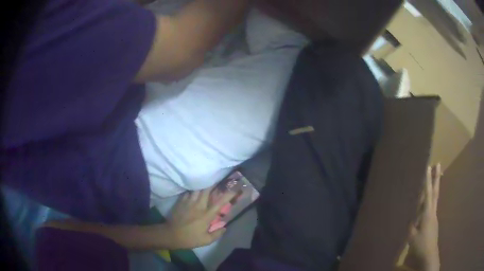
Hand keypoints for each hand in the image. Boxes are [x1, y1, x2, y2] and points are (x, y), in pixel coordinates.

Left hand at [167, 187, 236, 248]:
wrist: (171, 234)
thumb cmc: (190, 238)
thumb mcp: (206, 240)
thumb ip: (217, 234)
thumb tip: (224, 227)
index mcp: (206, 215)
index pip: (219, 203)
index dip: (228, 195)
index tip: (234, 189)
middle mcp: (198, 206)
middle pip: (206, 190)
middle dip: (213, 184)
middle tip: (217, 180)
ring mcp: (188, 202)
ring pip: (197, 189)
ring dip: (202, 186)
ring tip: (205, 182)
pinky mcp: (181, 202)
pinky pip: (188, 192)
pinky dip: (192, 190)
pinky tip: (193, 191)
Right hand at [405, 164, 441, 270]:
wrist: (429, 255)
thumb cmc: (420, 245)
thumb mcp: (412, 236)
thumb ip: (411, 225)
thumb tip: (410, 216)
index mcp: (427, 214)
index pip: (428, 194)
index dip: (428, 180)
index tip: (428, 167)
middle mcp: (433, 212)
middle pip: (436, 192)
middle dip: (436, 178)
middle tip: (438, 164)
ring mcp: (434, 217)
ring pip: (435, 198)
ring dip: (435, 187)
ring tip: (435, 178)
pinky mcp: (433, 222)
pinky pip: (432, 207)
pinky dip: (431, 199)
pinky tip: (427, 202)